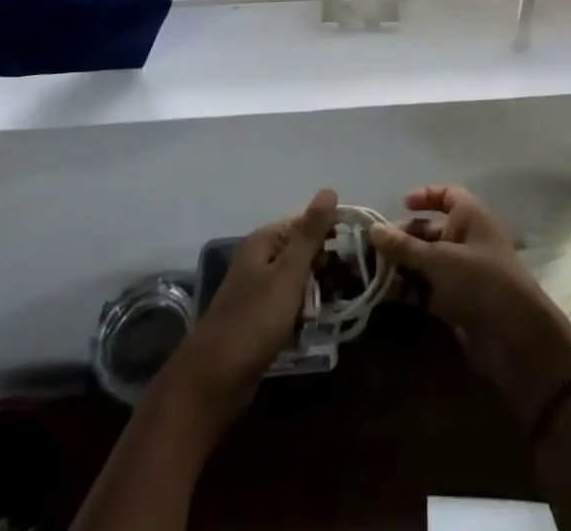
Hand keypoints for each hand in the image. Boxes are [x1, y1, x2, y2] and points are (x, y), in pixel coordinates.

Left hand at [164, 188, 337, 429]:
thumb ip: (310, 233)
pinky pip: (289, 304)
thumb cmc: (254, 320)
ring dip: (317, 290)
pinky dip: (303, 310)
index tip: (356, 249)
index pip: (306, 222)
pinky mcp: (259, 319)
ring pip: (298, 280)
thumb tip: (329, 189)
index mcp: (264, 241)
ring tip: (339, 302)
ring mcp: (258, 290)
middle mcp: (259, 259)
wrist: (214, 382)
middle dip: (326, 264)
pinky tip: (317, 322)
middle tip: (350, 282)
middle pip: (302, 250)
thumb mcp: (288, 273)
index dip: (331, 233)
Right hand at [369, 185, 570, 424]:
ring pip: (426, 261)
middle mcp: (466, 238)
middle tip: (372, 248)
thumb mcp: (438, 260)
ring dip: (402, 265)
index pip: (447, 195)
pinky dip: (409, 288)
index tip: (400, 204)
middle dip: (403, 237)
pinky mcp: (457, 300)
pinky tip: (384, 294)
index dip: (425, 196)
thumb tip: (372, 229)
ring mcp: (462, 271)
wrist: (514, 337)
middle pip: (430, 229)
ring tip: (370, 272)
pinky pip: (428, 287)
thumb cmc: (479, 281)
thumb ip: (403, 246)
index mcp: (470, 216)